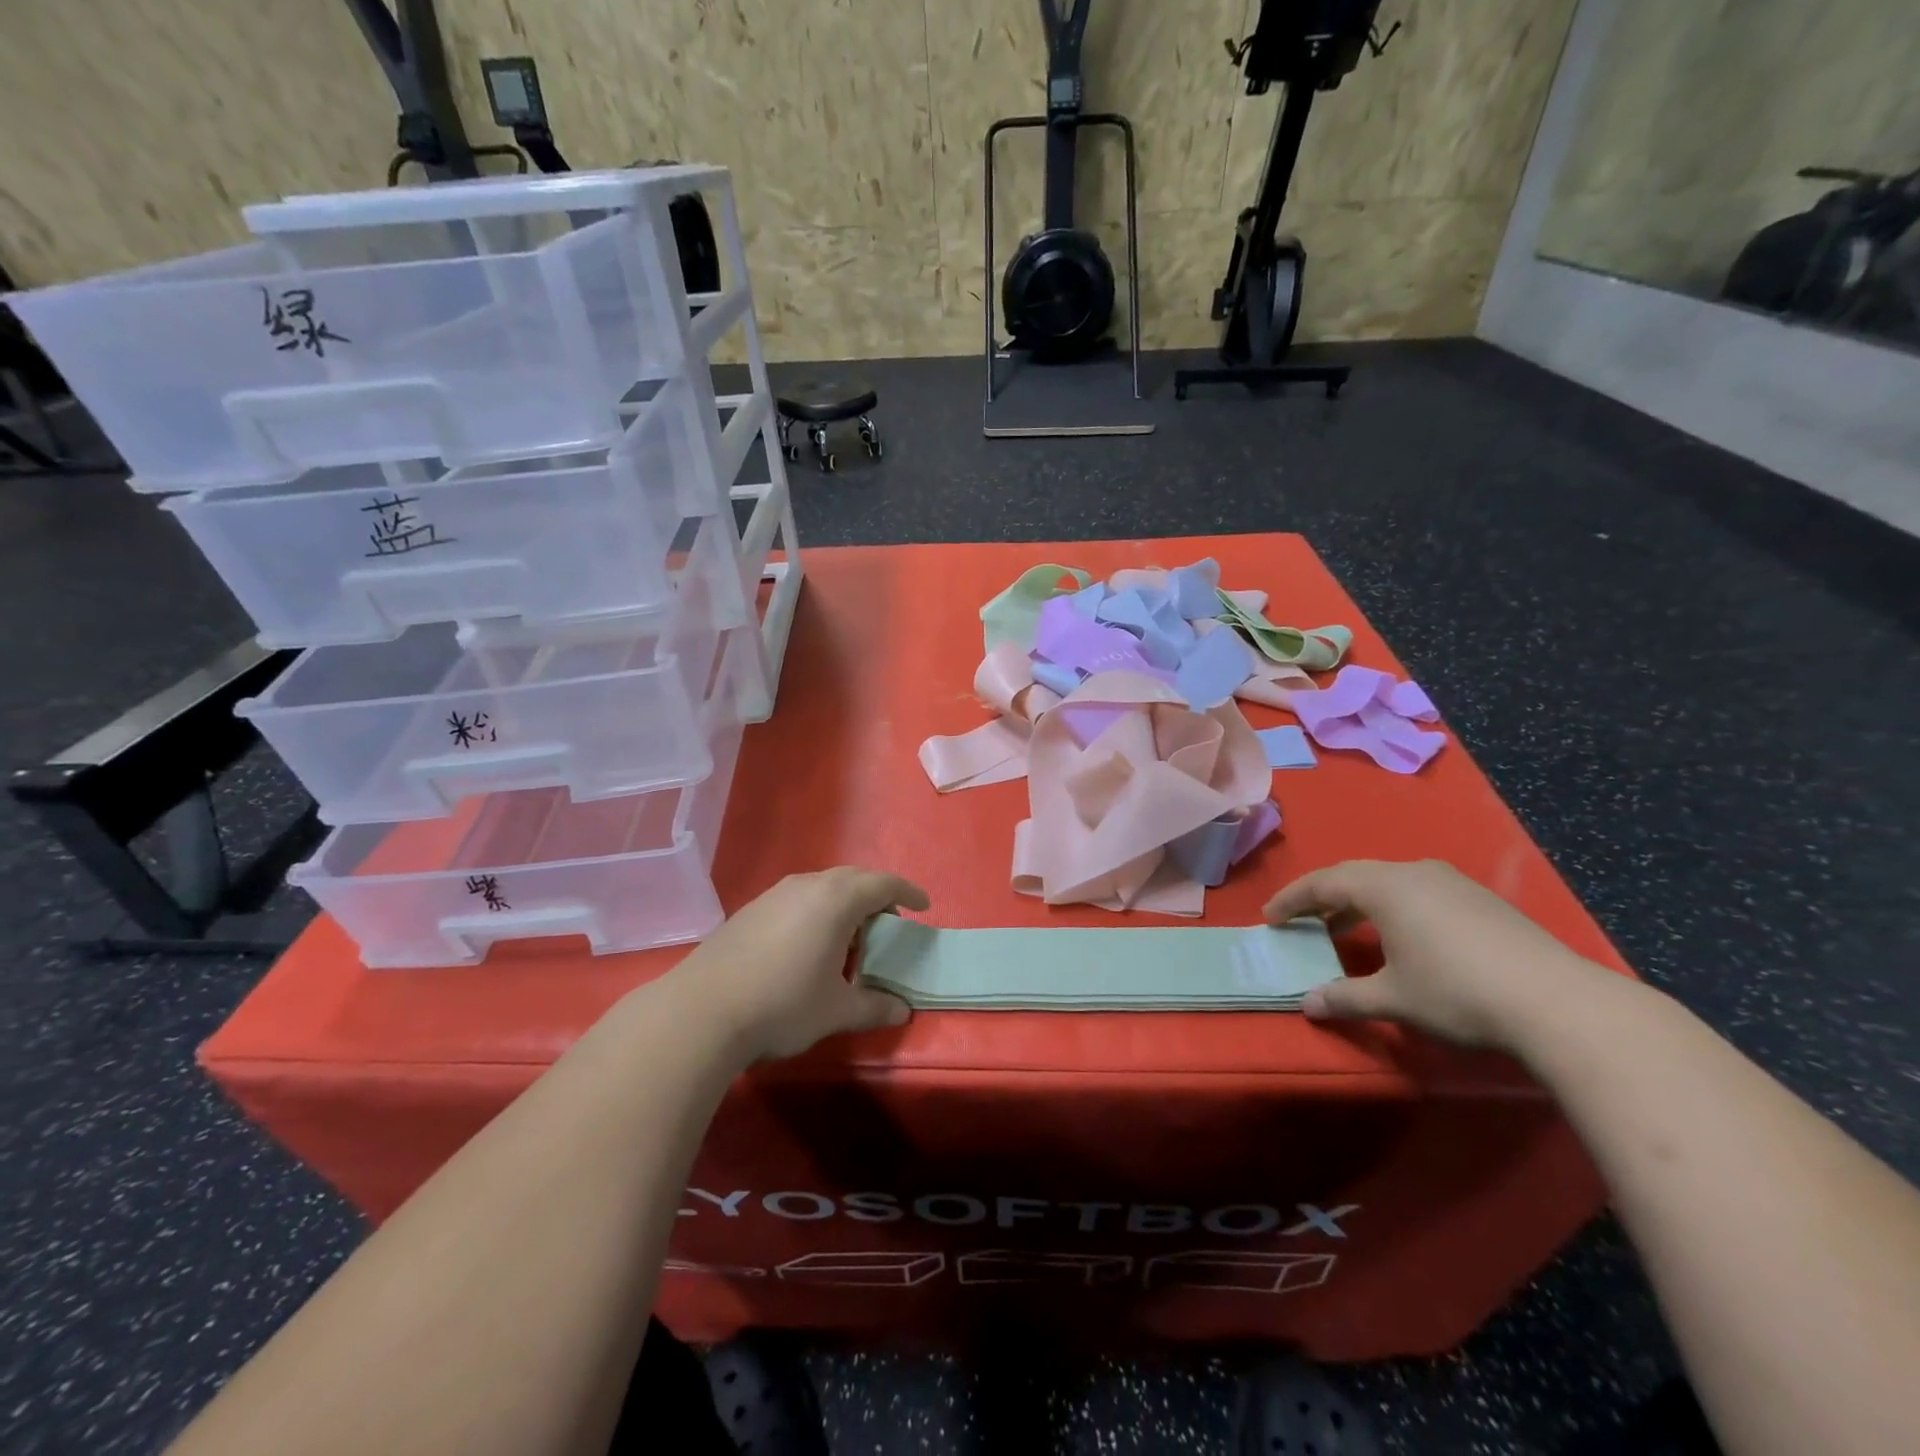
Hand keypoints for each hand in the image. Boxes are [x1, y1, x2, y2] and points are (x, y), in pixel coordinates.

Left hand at [671, 867, 929, 1062]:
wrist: (701, 1011)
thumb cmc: (783, 1004)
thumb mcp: (836, 1010)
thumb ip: (874, 1006)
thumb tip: (902, 1011)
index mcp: (837, 899)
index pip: (884, 884)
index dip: (908, 893)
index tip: (923, 907)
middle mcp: (807, 885)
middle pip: (853, 878)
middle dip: (876, 896)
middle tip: (888, 925)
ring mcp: (775, 894)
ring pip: (822, 886)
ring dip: (844, 904)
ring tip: (848, 939)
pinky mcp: (750, 909)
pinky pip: (798, 898)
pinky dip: (816, 911)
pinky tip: (807, 946)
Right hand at [1263, 859, 1601, 1050]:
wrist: (1559, 1003)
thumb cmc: (1457, 992)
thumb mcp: (1393, 998)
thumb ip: (1345, 997)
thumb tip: (1307, 1004)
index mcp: (1384, 886)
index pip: (1323, 883)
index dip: (1292, 900)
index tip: (1270, 917)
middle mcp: (1414, 872)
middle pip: (1354, 877)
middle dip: (1323, 899)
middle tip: (1301, 922)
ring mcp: (1452, 883)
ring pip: (1389, 883)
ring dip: (1359, 904)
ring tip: (1345, 932)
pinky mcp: (1481, 900)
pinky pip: (1418, 893)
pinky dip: (1393, 909)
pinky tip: (1401, 938)